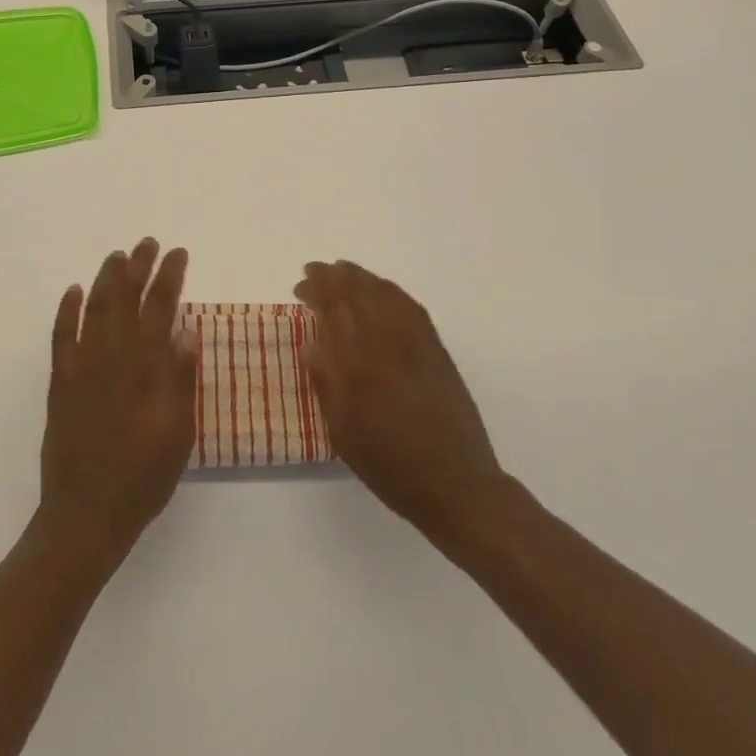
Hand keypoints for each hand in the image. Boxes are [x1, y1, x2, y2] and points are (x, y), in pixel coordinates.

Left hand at [37, 238, 197, 567]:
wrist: (86, 513)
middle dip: (138, 266)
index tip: (177, 253)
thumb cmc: (143, 476)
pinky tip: (72, 292)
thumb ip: (181, 379)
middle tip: (148, 243)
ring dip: (106, 279)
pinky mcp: (60, 381)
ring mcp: (81, 366)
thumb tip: (187, 330)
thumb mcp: (178, 433)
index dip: (169, 277)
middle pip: (125, 298)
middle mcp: (112, 356)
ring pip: (94, 308)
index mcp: (144, 366)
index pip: (159, 307)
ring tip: (117, 256)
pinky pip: (61, 335)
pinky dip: (67, 310)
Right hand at [296, 260, 509, 550]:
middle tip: (315, 270)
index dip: (315, 290)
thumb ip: (325, 383)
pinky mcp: (436, 348)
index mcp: (357, 365)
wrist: (456, 484)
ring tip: (342, 271)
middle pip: (357, 292)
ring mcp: (415, 342)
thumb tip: (312, 343)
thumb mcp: (343, 433)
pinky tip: (380, 289)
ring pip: (383, 292)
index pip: (332, 309)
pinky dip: (390, 290)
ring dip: (360, 276)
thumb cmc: (390, 466)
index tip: (299, 286)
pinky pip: (410, 305)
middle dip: (333, 276)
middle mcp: (385, 343)